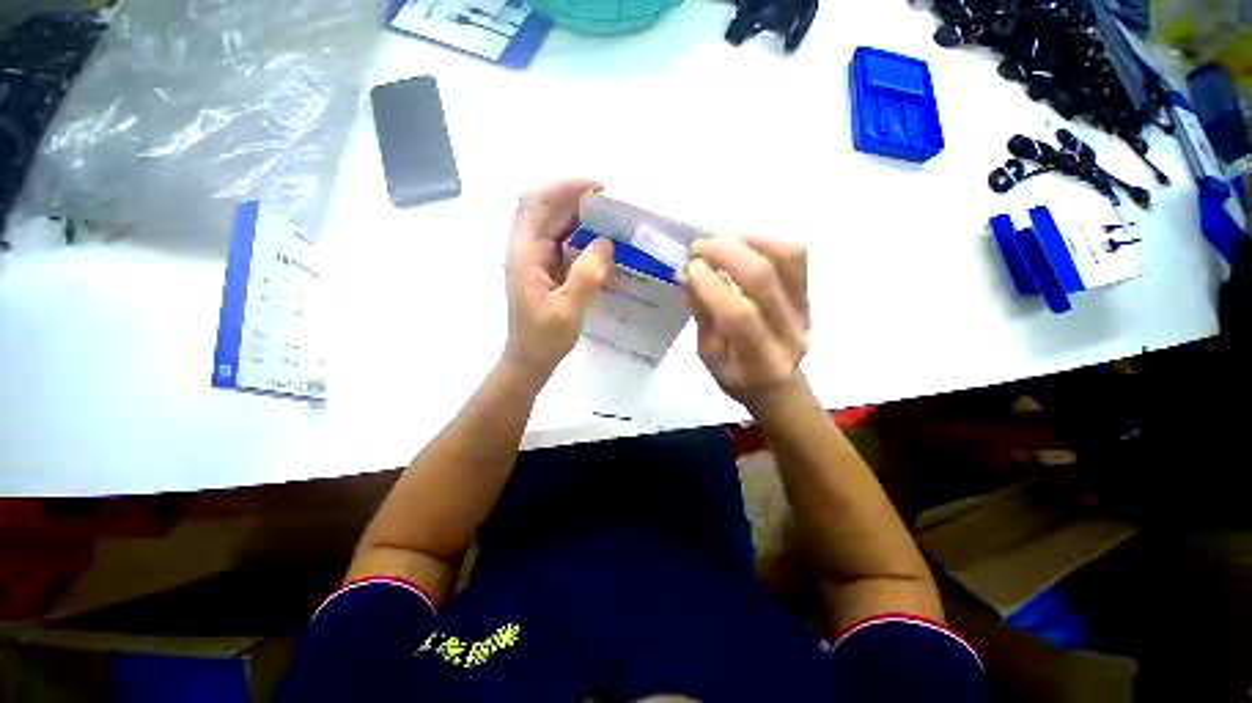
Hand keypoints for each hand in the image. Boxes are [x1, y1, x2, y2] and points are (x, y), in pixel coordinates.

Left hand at [503, 179, 613, 376]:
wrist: (529, 359)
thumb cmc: (543, 339)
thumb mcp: (567, 310)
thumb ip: (586, 276)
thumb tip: (605, 243)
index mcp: (525, 253)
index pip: (538, 202)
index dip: (566, 187)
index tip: (600, 190)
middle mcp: (527, 248)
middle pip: (548, 208)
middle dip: (580, 200)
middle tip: (615, 207)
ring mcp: (535, 258)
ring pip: (557, 224)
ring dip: (583, 218)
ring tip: (614, 222)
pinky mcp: (545, 268)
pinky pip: (564, 242)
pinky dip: (583, 237)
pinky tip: (603, 245)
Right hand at [679, 236, 809, 410]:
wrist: (778, 383)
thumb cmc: (736, 375)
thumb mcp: (708, 355)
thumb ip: (701, 314)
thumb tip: (688, 272)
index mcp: (760, 361)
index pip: (739, 315)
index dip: (710, 284)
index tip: (688, 267)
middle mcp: (789, 332)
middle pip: (763, 278)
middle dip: (724, 253)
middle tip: (697, 248)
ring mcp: (804, 308)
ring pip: (786, 257)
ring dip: (746, 241)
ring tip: (719, 243)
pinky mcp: (808, 291)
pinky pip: (794, 254)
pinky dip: (764, 240)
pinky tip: (741, 244)